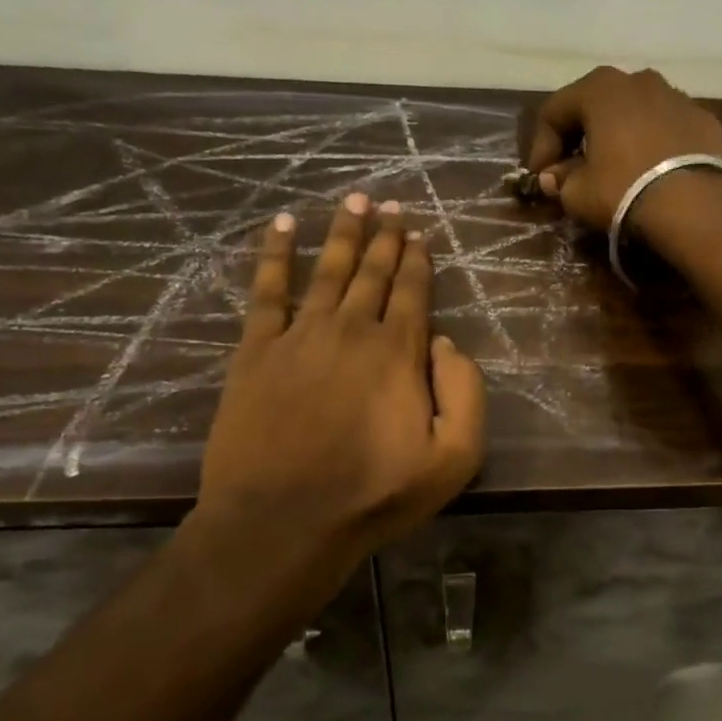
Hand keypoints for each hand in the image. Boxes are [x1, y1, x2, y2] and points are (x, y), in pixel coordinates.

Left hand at [185, 194, 485, 630]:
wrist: (283, 520)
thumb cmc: (374, 495)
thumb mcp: (454, 458)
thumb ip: (465, 393)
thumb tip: (444, 343)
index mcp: (398, 352)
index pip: (412, 291)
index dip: (417, 258)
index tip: (418, 231)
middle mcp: (351, 330)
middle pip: (372, 272)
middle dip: (384, 235)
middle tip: (389, 202)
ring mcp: (299, 336)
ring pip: (328, 270)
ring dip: (343, 233)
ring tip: (352, 200)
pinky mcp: (256, 351)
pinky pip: (267, 290)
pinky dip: (275, 255)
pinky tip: (282, 227)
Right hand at [524, 66, 721, 233]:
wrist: (697, 206)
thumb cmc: (624, 190)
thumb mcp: (578, 194)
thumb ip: (560, 180)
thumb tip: (554, 177)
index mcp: (600, 88)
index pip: (554, 111)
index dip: (540, 146)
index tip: (540, 178)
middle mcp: (639, 80)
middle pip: (596, 106)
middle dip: (579, 138)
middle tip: (572, 171)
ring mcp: (677, 96)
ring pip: (635, 114)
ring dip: (618, 138)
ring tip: (614, 171)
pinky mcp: (705, 120)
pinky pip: (666, 129)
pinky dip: (652, 145)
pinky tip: (651, 173)